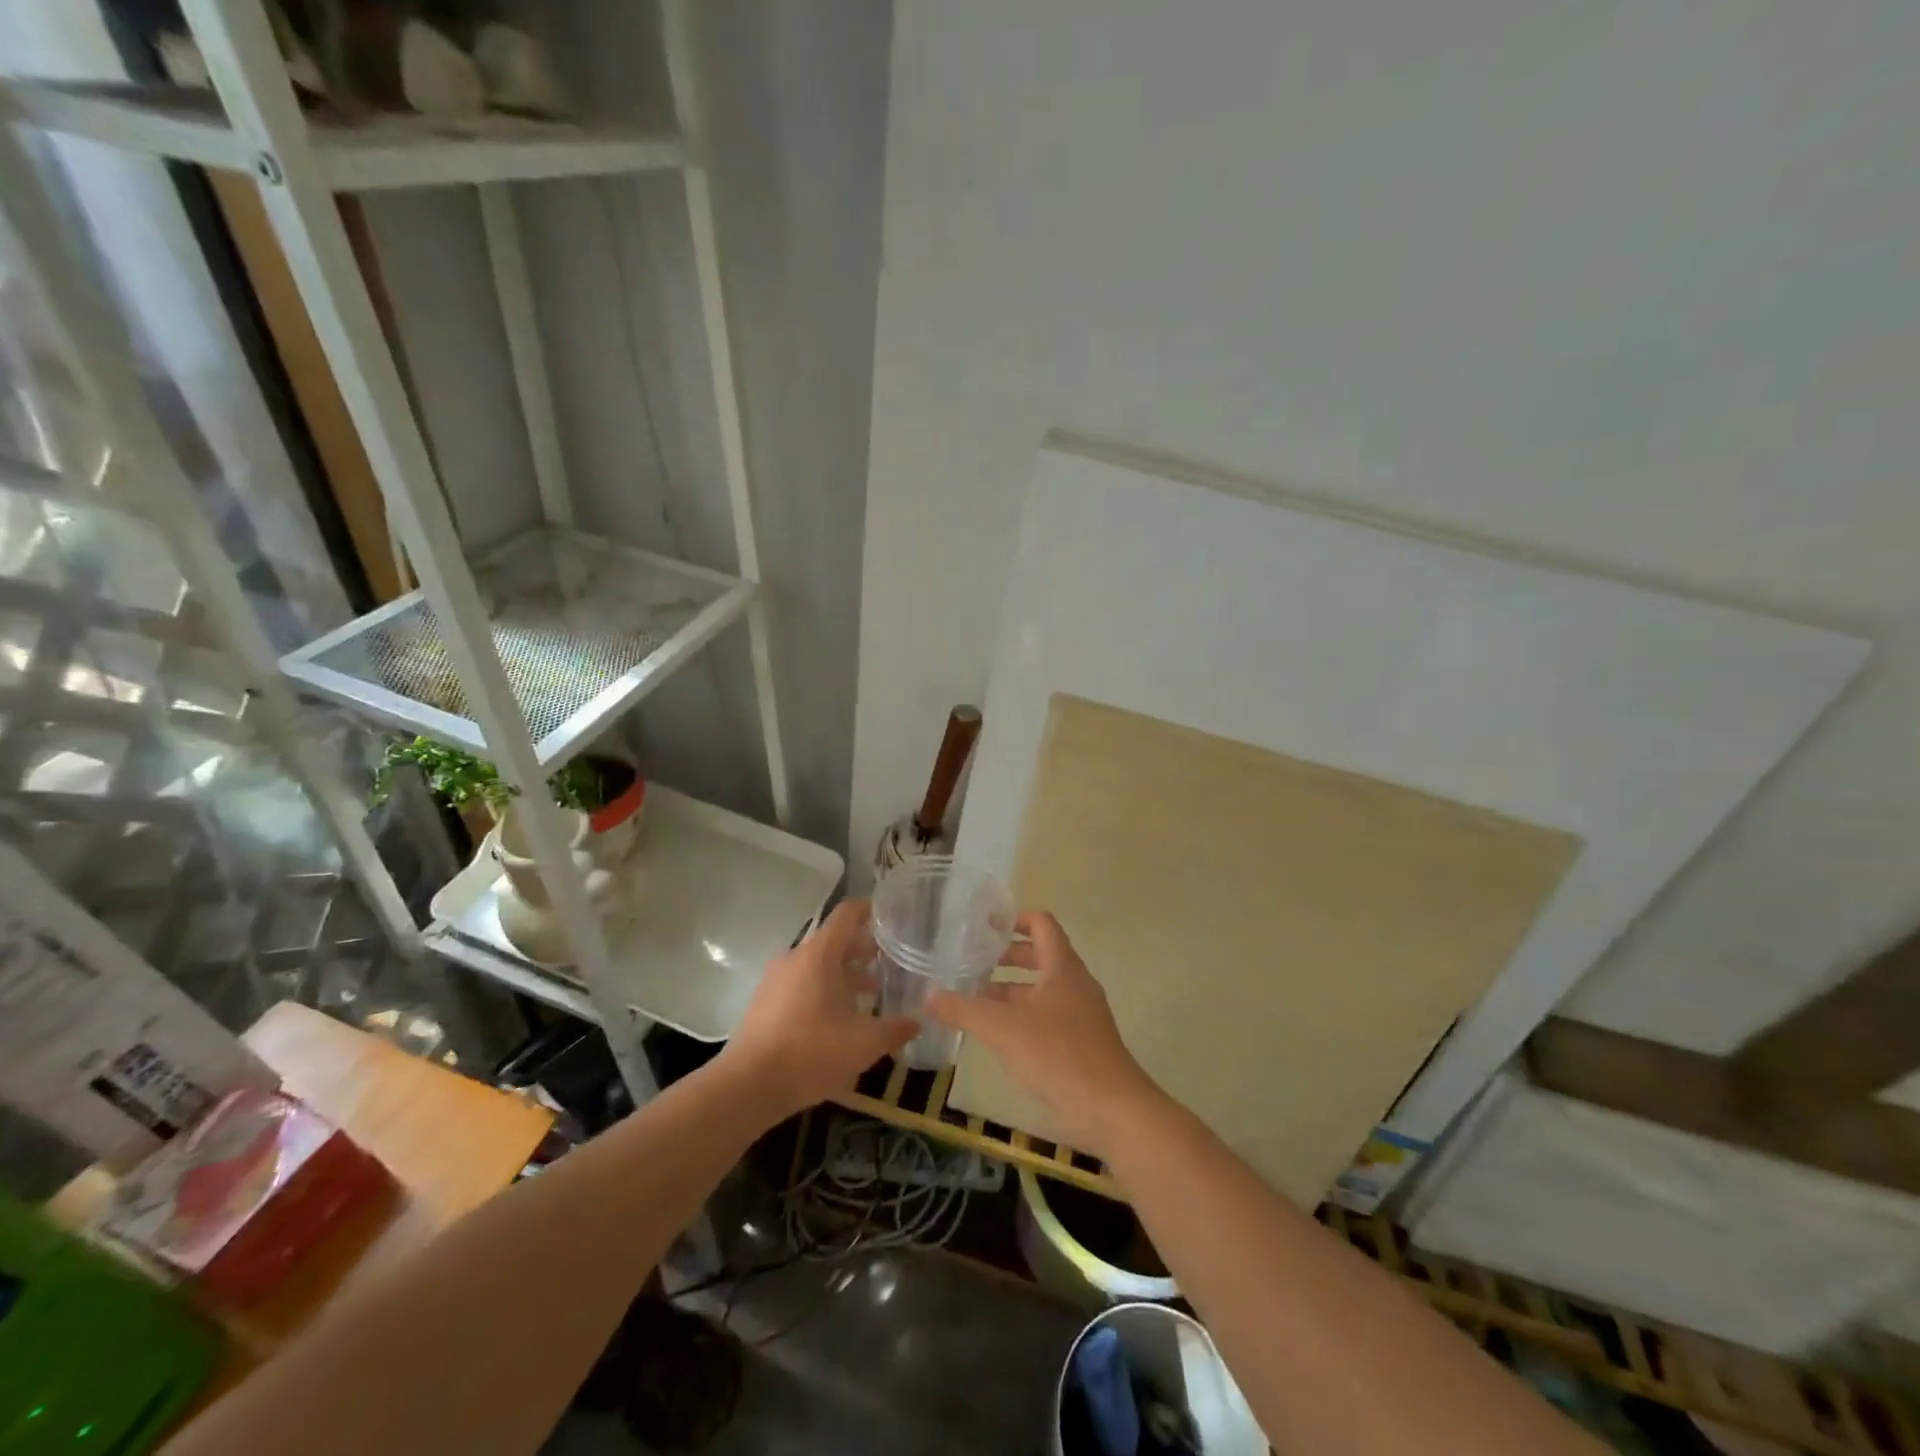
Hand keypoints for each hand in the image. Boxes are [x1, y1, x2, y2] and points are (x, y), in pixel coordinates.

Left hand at [720, 899, 916, 1119]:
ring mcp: (775, 980)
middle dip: (862, 950)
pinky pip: (800, 984)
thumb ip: (894, 1030)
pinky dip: (823, 990)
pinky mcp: (764, 1003)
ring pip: (816, 965)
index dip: (870, 910)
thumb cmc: (810, 1052)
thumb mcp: (863, 1044)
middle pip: (833, 941)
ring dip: (843, 974)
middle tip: (888, 962)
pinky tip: (838, 1018)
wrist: (748, 1086)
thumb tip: (918, 1022)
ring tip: (868, 994)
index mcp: (819, 955)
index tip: (891, 915)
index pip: (847, 915)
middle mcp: (795, 958)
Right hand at [926, 911, 1164, 1158]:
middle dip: (1005, 957)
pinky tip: (996, 1036)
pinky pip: (1047, 1018)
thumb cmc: (1058, 1056)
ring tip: (973, 999)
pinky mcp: (1081, 1045)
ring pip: (1041, 990)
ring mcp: (1081, 1016)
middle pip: (1040, 956)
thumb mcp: (1002, 1029)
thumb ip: (963, 1009)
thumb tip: (927, 994)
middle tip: (970, 961)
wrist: (1113, 1112)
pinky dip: (1021, 1017)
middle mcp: (1075, 984)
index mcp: (1063, 967)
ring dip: (1010, 991)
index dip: (1014, 919)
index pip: (1042, 924)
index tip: (984, 925)